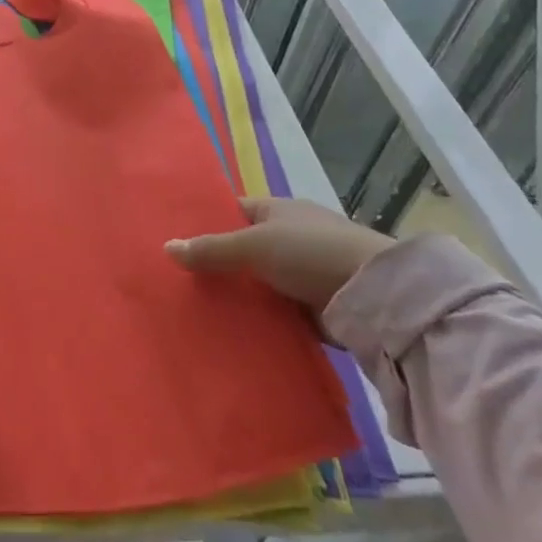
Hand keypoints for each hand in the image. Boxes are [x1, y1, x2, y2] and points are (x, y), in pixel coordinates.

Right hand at [165, 197, 394, 312]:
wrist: (374, 296)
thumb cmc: (311, 253)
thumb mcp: (254, 245)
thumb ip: (212, 249)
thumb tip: (166, 247)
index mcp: (277, 211)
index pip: (232, 213)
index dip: (205, 224)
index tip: (174, 243)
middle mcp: (289, 238)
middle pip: (241, 250)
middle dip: (214, 265)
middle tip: (175, 282)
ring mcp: (301, 274)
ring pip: (255, 283)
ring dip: (234, 296)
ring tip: (190, 309)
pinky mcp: (310, 308)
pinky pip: (272, 311)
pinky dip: (254, 319)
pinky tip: (224, 330)